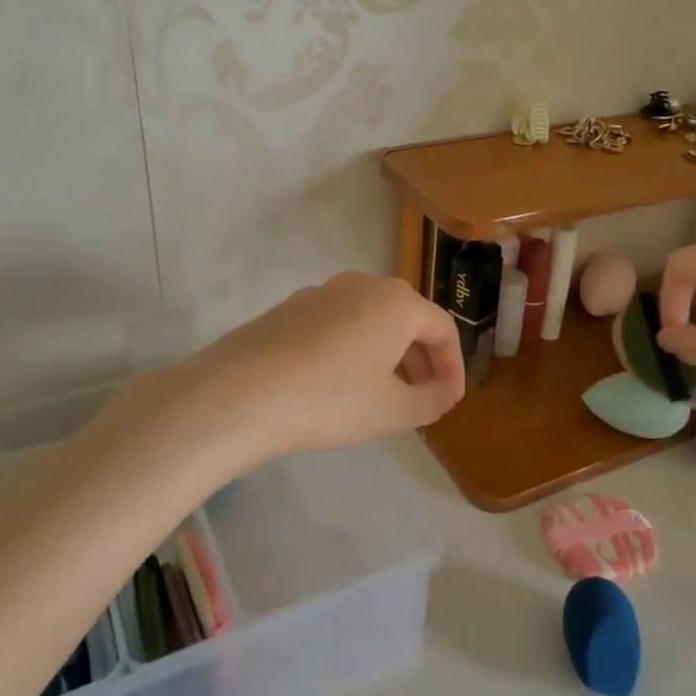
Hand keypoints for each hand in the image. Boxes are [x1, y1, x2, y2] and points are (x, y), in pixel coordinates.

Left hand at [186, 273, 465, 459]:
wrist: (242, 392)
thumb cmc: (331, 399)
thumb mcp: (393, 410)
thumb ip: (431, 401)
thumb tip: (442, 392)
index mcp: (397, 302)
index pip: (443, 330)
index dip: (454, 367)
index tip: (450, 401)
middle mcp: (363, 284)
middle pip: (407, 319)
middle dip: (422, 359)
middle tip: (424, 397)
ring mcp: (322, 292)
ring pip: (371, 320)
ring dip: (387, 353)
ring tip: (383, 393)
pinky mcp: (290, 307)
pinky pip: (338, 324)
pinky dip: (353, 348)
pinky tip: (338, 382)